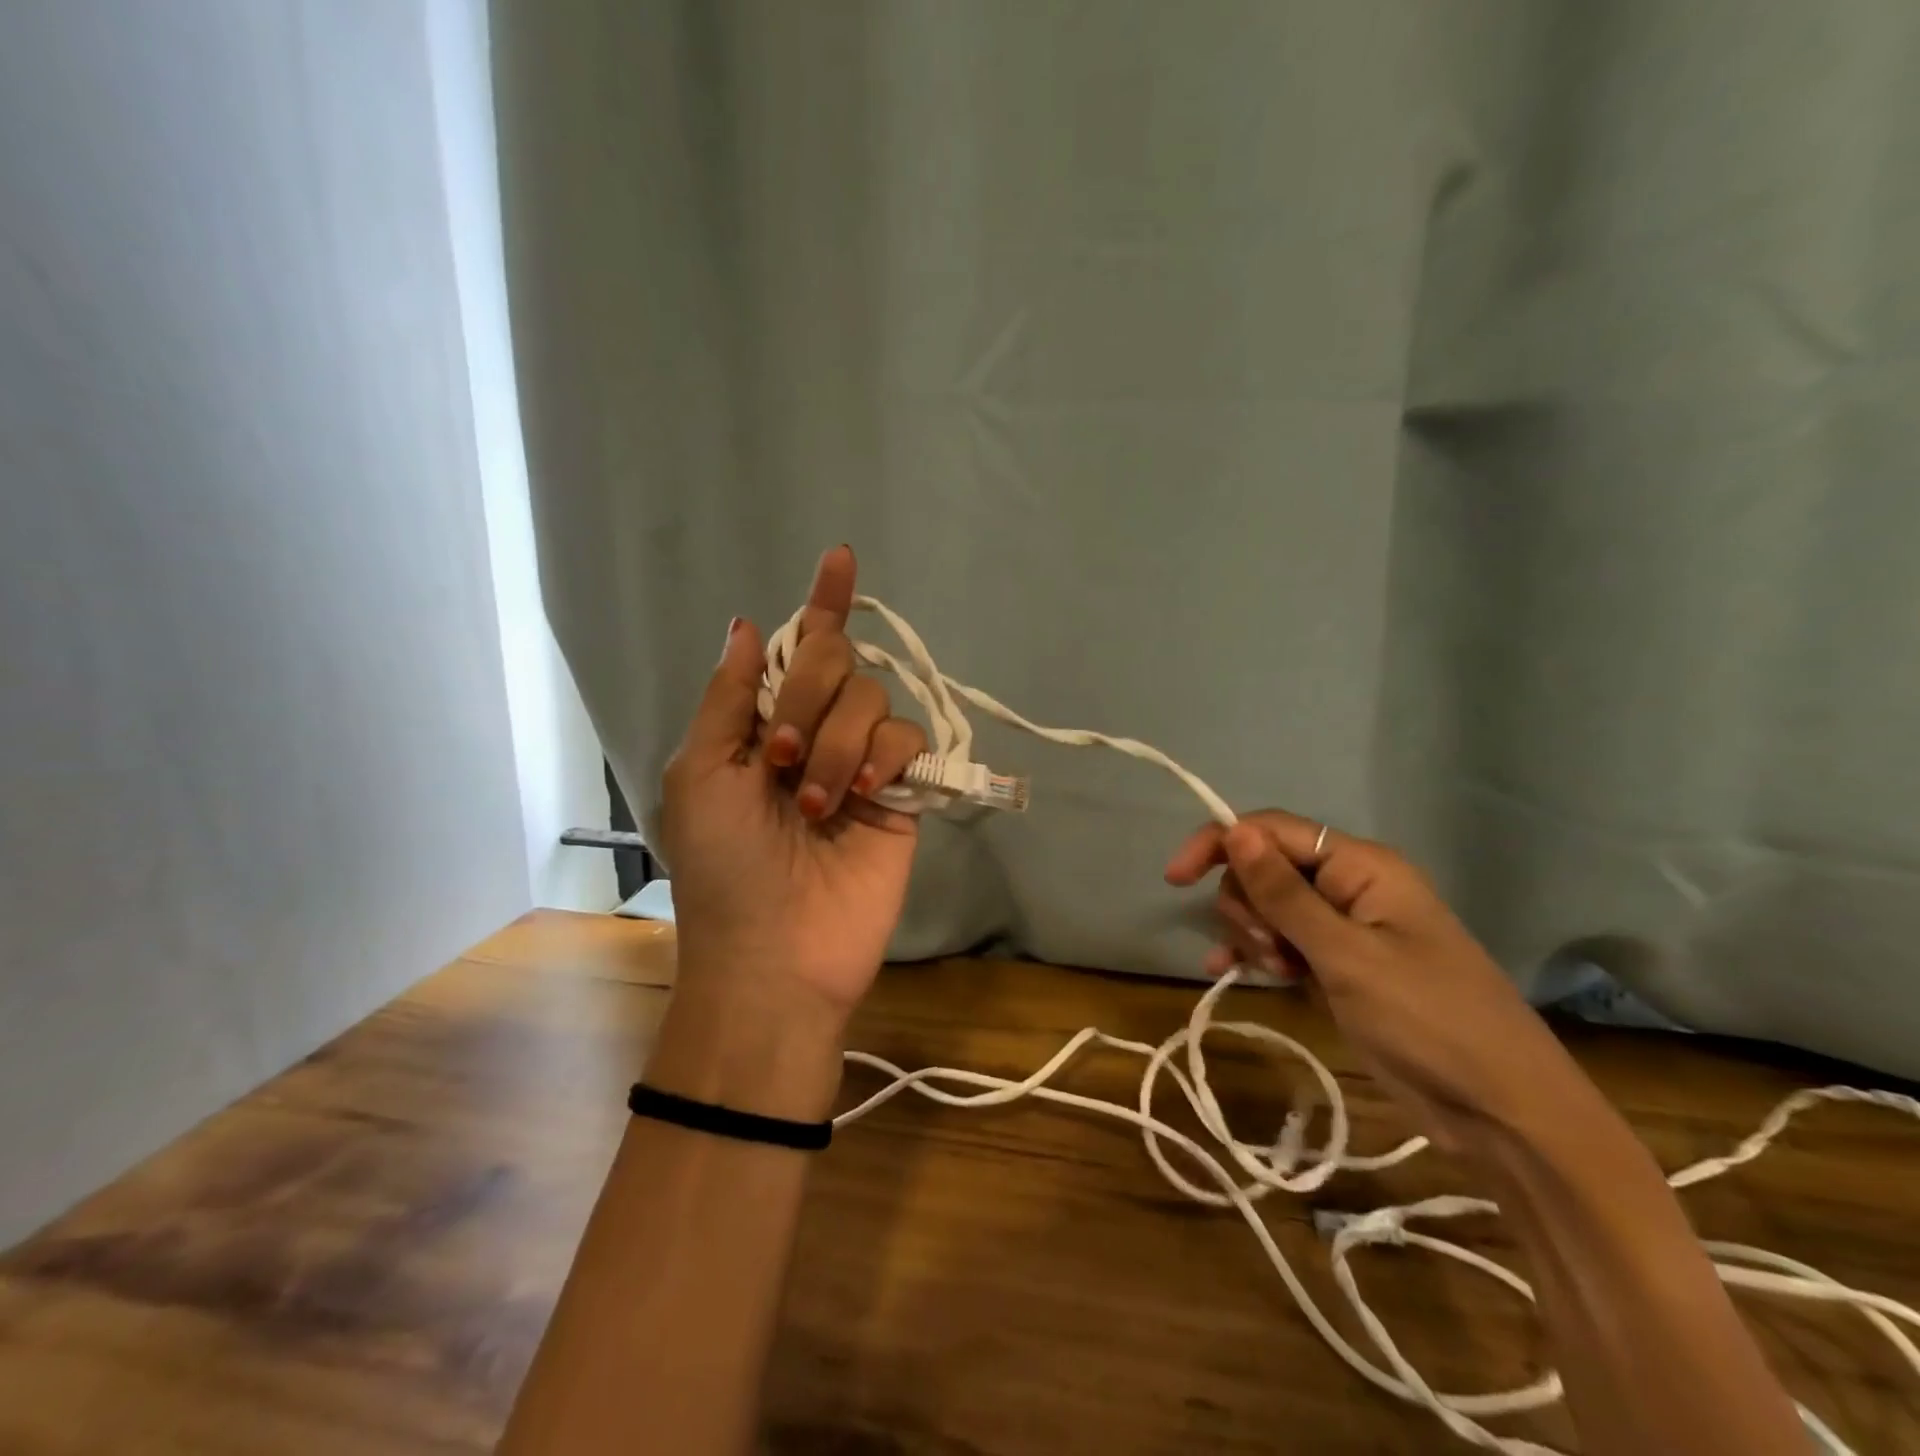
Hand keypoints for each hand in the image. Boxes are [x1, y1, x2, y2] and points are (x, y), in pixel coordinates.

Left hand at [657, 546, 927, 1022]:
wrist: (775, 953)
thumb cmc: (723, 865)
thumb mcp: (699, 773)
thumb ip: (729, 696)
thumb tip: (747, 624)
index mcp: (761, 724)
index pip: (798, 648)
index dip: (821, 604)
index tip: (840, 556)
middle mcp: (814, 731)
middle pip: (836, 660)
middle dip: (805, 696)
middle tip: (777, 754)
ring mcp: (861, 761)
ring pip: (872, 699)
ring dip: (835, 743)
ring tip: (816, 802)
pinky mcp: (902, 791)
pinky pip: (908, 739)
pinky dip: (882, 757)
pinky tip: (862, 796)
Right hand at [1165, 811, 1579, 1150]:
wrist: (1501, 1111)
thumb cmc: (1429, 1020)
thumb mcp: (1347, 955)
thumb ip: (1285, 893)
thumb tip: (1235, 830)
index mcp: (1361, 866)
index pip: (1272, 830)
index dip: (1220, 843)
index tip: (1175, 878)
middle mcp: (1349, 887)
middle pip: (1264, 868)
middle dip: (1248, 904)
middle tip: (1271, 949)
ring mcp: (1342, 929)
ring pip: (1266, 906)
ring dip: (1254, 935)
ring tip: (1278, 973)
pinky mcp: (1336, 966)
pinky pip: (1279, 942)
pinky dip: (1254, 953)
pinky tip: (1227, 971)